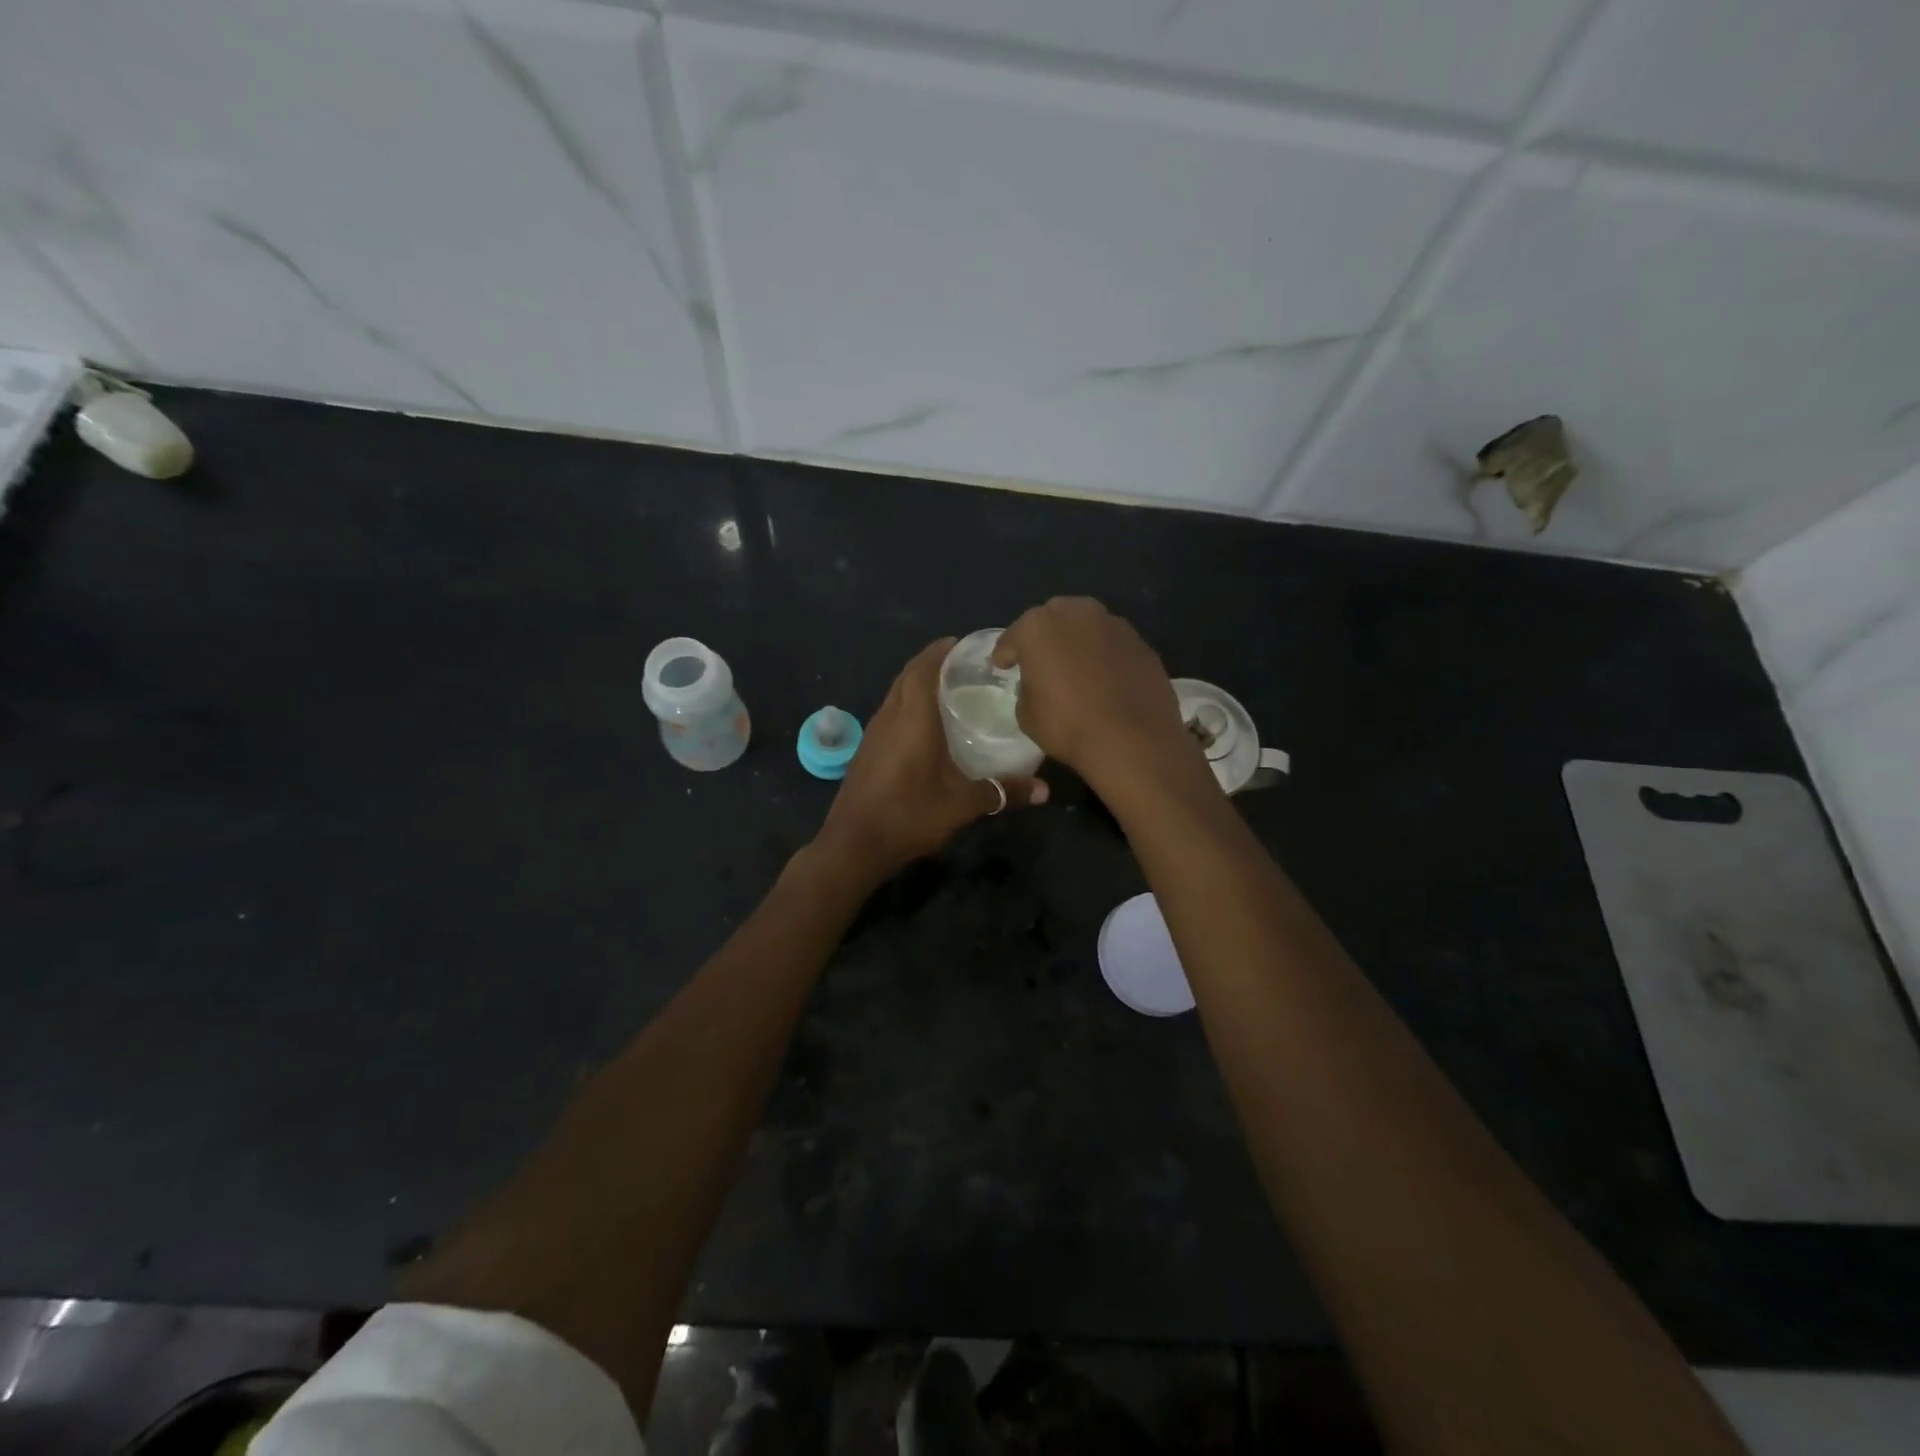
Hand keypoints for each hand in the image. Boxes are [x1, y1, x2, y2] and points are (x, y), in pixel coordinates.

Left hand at [816, 638, 1047, 881]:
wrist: (854, 845)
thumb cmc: (910, 814)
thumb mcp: (962, 805)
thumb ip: (1003, 792)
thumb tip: (1045, 791)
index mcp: (912, 718)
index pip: (924, 668)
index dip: (941, 651)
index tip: (963, 644)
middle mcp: (890, 716)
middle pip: (908, 675)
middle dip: (932, 663)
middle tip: (963, 666)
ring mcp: (874, 733)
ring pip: (896, 694)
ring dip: (917, 684)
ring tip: (949, 691)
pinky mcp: (867, 750)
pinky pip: (890, 713)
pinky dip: (908, 706)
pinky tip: (926, 727)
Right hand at [992, 597, 1195, 793]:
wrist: (1132, 740)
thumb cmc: (1067, 725)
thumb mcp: (1026, 714)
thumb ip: (1026, 688)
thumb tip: (1037, 684)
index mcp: (1039, 627)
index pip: (1013, 637)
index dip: (1005, 653)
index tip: (1001, 666)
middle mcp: (1077, 614)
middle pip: (1053, 619)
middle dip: (1044, 637)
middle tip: (1040, 660)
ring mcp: (1114, 625)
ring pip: (1087, 627)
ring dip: (1077, 642)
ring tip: (1074, 667)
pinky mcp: (1141, 644)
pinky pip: (1112, 646)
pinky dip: (1104, 656)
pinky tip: (1104, 679)